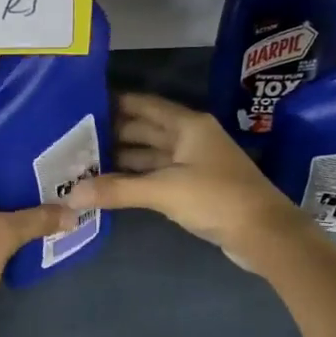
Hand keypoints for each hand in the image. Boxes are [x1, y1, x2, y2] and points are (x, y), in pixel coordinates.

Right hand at [65, 93, 306, 271]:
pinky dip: (135, 179)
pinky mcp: (194, 187)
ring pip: (150, 154)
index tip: (81, 105)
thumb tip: (72, 195)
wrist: (264, 234)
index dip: (115, 102)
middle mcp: (190, 138)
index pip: (144, 105)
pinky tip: (110, 185)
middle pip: (145, 129)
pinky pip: (157, 175)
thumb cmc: (217, 198)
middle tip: (73, 139)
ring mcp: (193, 163)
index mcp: (188, 125)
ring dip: (121, 159)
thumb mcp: (164, 191)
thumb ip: (118, 190)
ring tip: (83, 163)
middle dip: (111, 133)